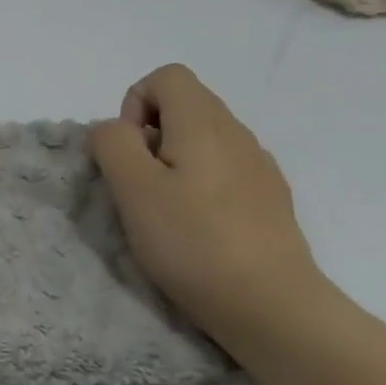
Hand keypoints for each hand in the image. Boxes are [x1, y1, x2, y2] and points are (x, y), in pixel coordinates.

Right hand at [89, 64, 326, 343]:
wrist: (272, 306)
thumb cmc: (192, 242)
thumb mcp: (132, 189)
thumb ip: (113, 143)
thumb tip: (115, 129)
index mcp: (204, 123)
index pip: (166, 77)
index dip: (135, 104)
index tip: (129, 152)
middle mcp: (237, 133)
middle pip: (185, 104)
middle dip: (150, 135)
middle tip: (140, 185)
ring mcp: (259, 167)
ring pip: (204, 139)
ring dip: (173, 161)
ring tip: (166, 210)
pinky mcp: (269, 199)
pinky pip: (224, 169)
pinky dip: (200, 184)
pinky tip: (198, 227)